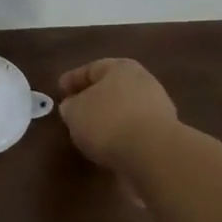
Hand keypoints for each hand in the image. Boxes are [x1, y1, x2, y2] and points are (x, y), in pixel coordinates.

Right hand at [58, 59, 180, 169]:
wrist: (152, 153)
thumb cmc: (107, 121)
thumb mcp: (74, 111)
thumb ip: (70, 106)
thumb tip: (73, 106)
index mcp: (121, 68)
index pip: (91, 69)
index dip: (72, 80)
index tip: (59, 91)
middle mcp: (143, 82)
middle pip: (111, 87)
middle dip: (93, 98)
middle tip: (74, 111)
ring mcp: (157, 108)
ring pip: (124, 109)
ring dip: (108, 118)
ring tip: (90, 133)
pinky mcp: (163, 134)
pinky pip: (134, 130)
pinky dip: (121, 135)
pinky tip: (108, 146)